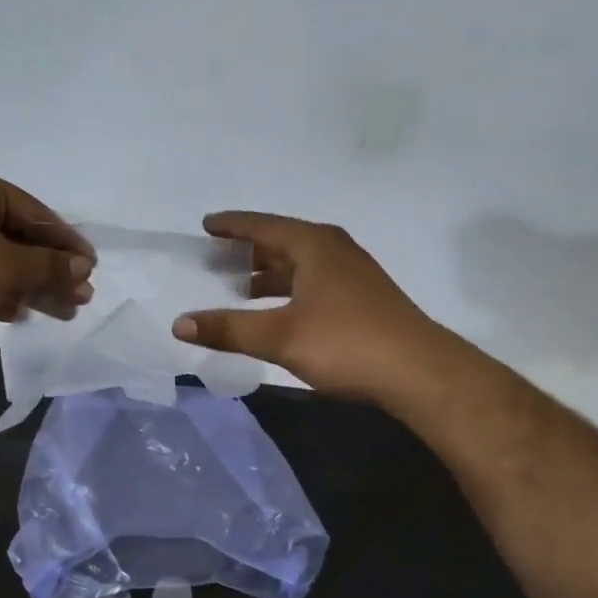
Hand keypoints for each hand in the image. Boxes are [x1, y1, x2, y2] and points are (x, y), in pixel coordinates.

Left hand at [0, 167, 94, 356]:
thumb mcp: (6, 267)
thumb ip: (49, 266)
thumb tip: (83, 268)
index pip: (34, 211)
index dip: (66, 242)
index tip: (91, 267)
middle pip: (19, 238)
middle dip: (52, 270)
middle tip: (82, 296)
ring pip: (1, 262)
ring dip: (33, 286)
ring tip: (66, 312)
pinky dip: (4, 294)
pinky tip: (24, 313)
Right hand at [169, 212, 441, 402]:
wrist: (418, 372)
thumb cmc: (346, 344)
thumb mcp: (280, 336)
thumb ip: (229, 329)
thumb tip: (179, 323)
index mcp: (314, 245)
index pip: (262, 226)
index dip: (231, 226)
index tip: (205, 226)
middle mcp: (334, 250)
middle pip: (281, 243)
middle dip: (247, 252)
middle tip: (213, 261)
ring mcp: (352, 275)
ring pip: (299, 266)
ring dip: (268, 276)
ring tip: (237, 290)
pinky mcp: (361, 300)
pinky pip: (312, 284)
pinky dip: (287, 292)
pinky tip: (276, 314)